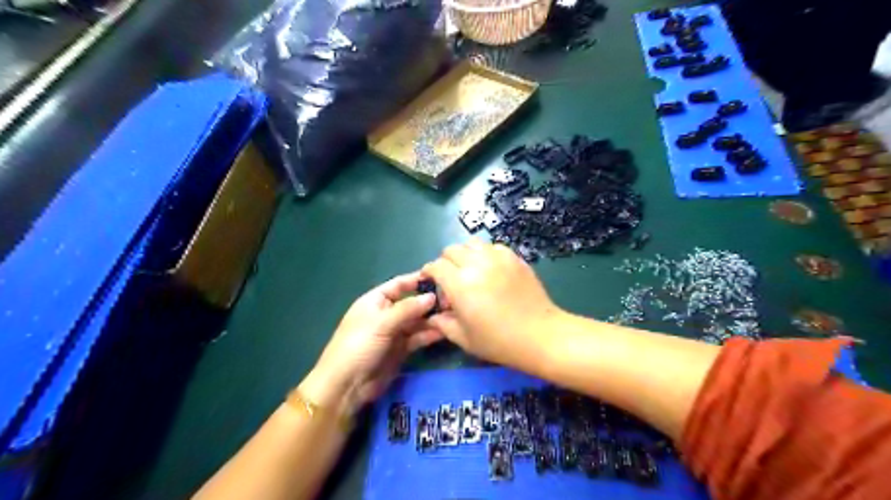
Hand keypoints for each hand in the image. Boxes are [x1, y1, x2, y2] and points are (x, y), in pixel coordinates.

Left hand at [302, 271, 440, 415]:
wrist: (346, 386)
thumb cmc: (358, 346)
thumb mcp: (381, 323)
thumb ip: (407, 309)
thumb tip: (432, 297)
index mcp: (375, 301)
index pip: (399, 284)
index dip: (417, 280)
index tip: (441, 275)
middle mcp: (386, 314)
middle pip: (411, 303)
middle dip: (430, 301)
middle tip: (454, 299)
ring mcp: (394, 333)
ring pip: (417, 321)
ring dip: (433, 318)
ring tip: (455, 314)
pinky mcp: (401, 350)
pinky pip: (418, 337)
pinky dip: (430, 334)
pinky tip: (447, 330)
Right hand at [423, 240, 557, 367]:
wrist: (540, 335)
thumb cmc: (499, 341)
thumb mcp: (464, 338)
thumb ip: (443, 323)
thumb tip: (433, 315)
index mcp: (460, 284)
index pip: (436, 266)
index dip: (429, 272)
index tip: (430, 281)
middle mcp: (476, 264)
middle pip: (452, 250)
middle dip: (446, 262)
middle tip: (451, 278)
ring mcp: (498, 258)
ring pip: (472, 244)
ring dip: (466, 254)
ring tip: (471, 271)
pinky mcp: (515, 258)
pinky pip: (494, 247)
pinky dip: (486, 254)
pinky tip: (491, 270)